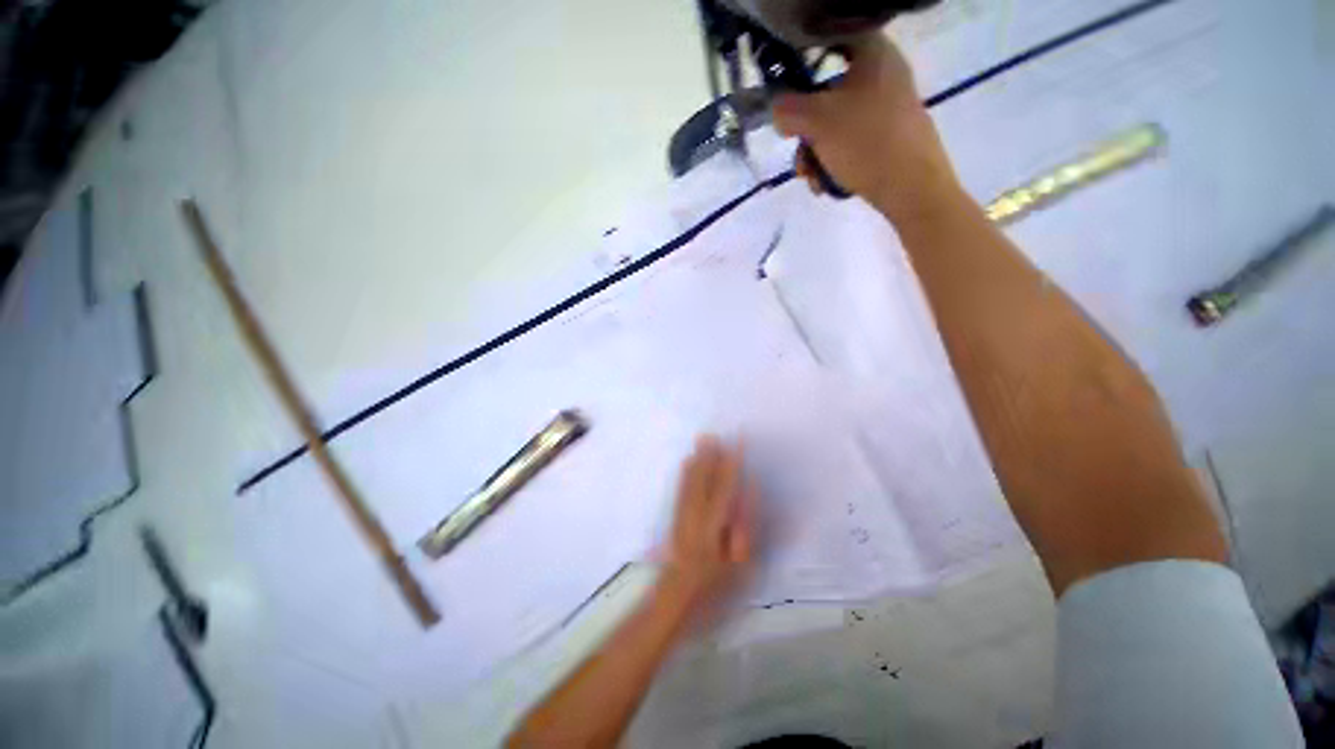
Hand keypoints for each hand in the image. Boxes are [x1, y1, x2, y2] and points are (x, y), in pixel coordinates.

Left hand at [660, 436, 755, 606]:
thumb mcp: (739, 561)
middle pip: (704, 478)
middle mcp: (696, 512)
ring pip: (691, 480)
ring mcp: (683, 514)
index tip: (737, 444)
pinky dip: (686, 472)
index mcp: (714, 522)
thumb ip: (745, 525)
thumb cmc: (716, 583)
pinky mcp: (676, 518)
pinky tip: (686, 462)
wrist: (678, 596)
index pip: (726, 486)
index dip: (731, 464)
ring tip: (703, 440)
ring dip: (699, 459)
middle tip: (714, 433)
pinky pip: (681, 489)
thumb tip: (749, 494)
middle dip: (710, 455)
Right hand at [771, 34, 960, 221]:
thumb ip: (787, 109)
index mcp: (871, 53)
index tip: (785, 94)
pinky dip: (833, 163)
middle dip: (804, 132)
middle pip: (825, 93)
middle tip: (800, 154)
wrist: (912, 187)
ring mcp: (886, 107)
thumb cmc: (865, 143)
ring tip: (813, 179)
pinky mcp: (888, 136)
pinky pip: (849, 142)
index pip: (827, 40)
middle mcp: (881, 73)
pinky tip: (827, 184)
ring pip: (834, 124)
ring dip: (814, 155)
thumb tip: (776, 109)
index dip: (800, 63)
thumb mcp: (817, 121)